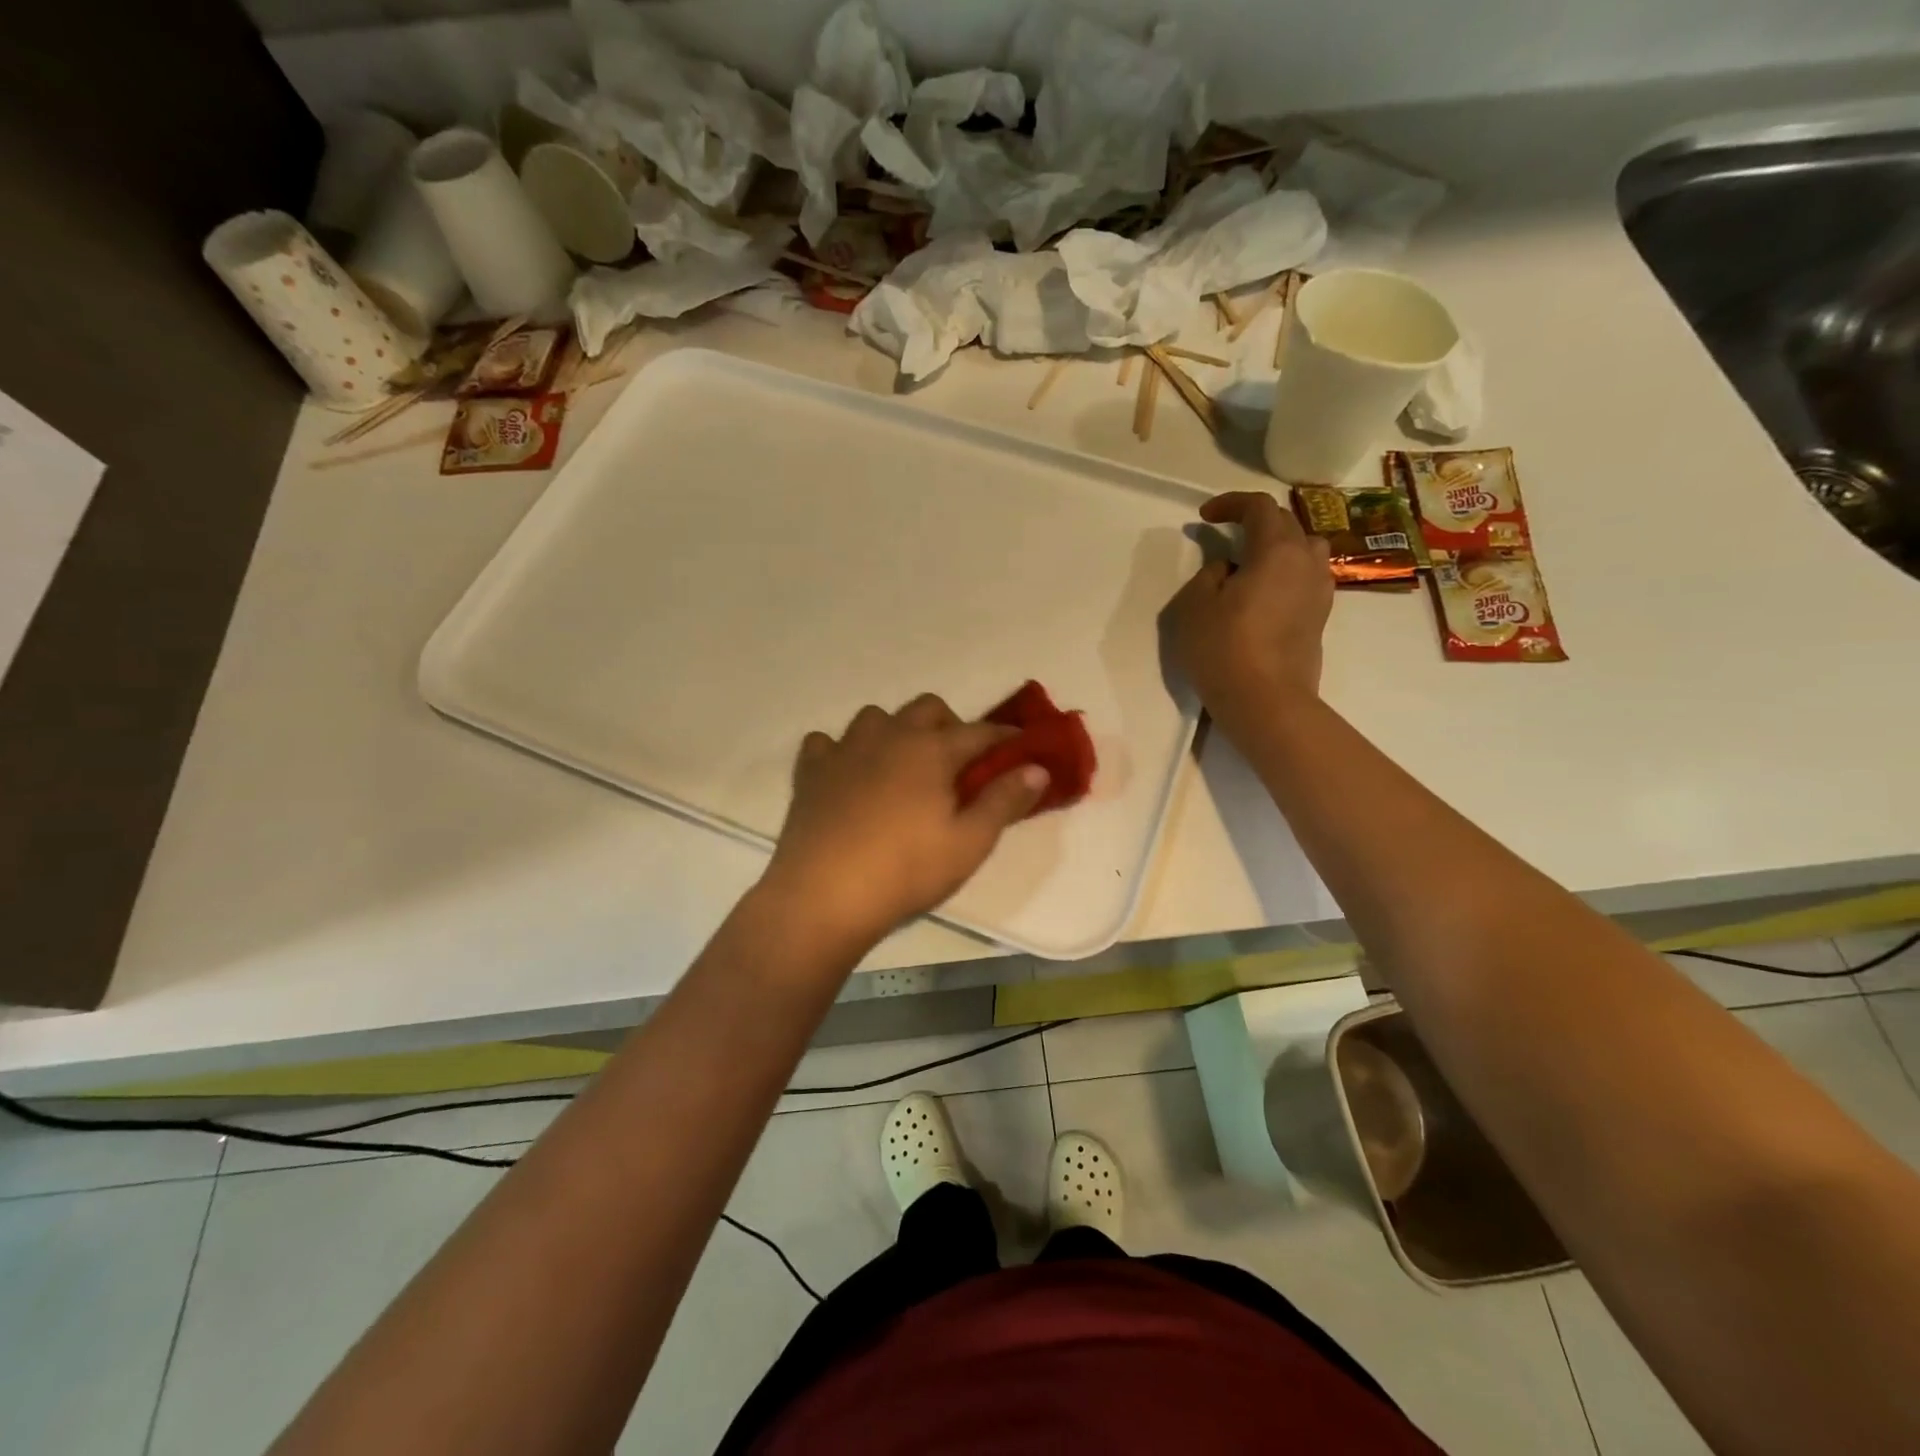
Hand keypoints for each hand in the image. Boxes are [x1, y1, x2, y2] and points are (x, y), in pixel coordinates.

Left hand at [759, 694, 1049, 948]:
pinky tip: (848, 774)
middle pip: (927, 708)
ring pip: (876, 717)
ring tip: (902, 766)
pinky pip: (826, 742)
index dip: (1005, 736)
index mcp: (932, 750)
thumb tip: (1037, 768)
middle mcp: (889, 736)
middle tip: (957, 763)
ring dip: (896, 731)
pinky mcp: (811, 771)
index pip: (980, 732)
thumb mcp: (969, 842)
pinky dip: (842, 750)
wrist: (824, 895)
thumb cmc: (906, 870)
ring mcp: (845, 749)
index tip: (1021, 744)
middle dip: (950, 725)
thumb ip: (1004, 801)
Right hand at [1166, 491, 1333, 731]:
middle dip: (1254, 521)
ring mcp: (1320, 590)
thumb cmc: (1223, 649)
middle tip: (1225, 534)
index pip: (1260, 507)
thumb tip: (1229, 567)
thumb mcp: (1194, 605)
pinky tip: (1265, 592)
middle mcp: (1307, 562)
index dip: (1231, 503)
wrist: (1266, 701)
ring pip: (1305, 549)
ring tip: (1253, 561)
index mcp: (1277, 550)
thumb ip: (1209, 574)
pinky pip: (1307, 577)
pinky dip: (1287, 572)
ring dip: (1279, 545)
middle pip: (1286, 523)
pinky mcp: (1320, 617)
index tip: (1205, 517)